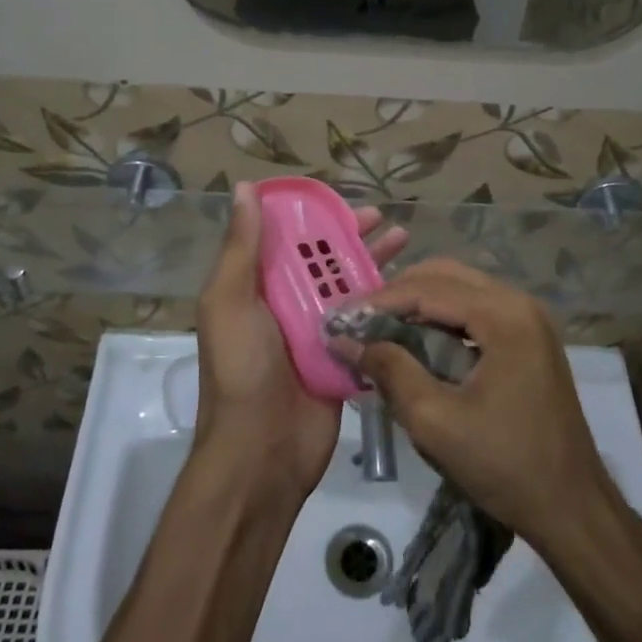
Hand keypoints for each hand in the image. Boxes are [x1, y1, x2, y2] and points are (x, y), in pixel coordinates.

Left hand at [196, 184, 409, 501]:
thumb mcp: (229, 302)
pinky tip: (411, 288)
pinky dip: (385, 304)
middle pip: (323, 259)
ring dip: (374, 263)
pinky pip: (366, 323)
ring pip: (349, 287)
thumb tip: (244, 188)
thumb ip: (241, 248)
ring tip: (405, 239)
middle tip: (383, 218)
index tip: (339, 199)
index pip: (286, 239)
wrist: (261, 453)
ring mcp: (317, 333)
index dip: (311, 216)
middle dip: (350, 236)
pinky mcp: (343, 358)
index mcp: (256, 287)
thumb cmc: (241, 370)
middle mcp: (286, 304)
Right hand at [338, 260, 609, 549]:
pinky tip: (417, 341)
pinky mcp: (530, 338)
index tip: (340, 318)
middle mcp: (520, 303)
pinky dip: (442, 318)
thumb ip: (389, 370)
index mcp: (504, 316)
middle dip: (398, 294)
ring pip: (461, 289)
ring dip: (419, 303)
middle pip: (446, 276)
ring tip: (380, 329)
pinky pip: (477, 310)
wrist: (572, 508)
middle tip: (359, 321)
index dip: (379, 300)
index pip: (428, 288)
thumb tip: (345, 340)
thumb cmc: (505, 465)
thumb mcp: (435, 421)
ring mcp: (530, 319)